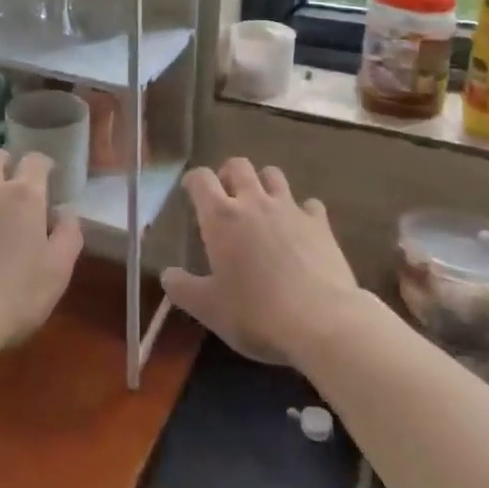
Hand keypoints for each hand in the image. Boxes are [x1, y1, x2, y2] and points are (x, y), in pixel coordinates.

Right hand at [160, 158, 362, 366]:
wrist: (321, 321)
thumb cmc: (256, 314)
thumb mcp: (209, 309)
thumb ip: (183, 289)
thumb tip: (167, 275)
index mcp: (221, 217)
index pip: (201, 179)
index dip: (193, 180)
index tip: (190, 191)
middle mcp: (254, 201)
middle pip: (238, 165)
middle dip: (228, 174)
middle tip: (226, 197)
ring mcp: (289, 208)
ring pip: (273, 174)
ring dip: (263, 183)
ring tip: (261, 206)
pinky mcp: (319, 223)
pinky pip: (308, 204)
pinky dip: (301, 211)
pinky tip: (300, 229)